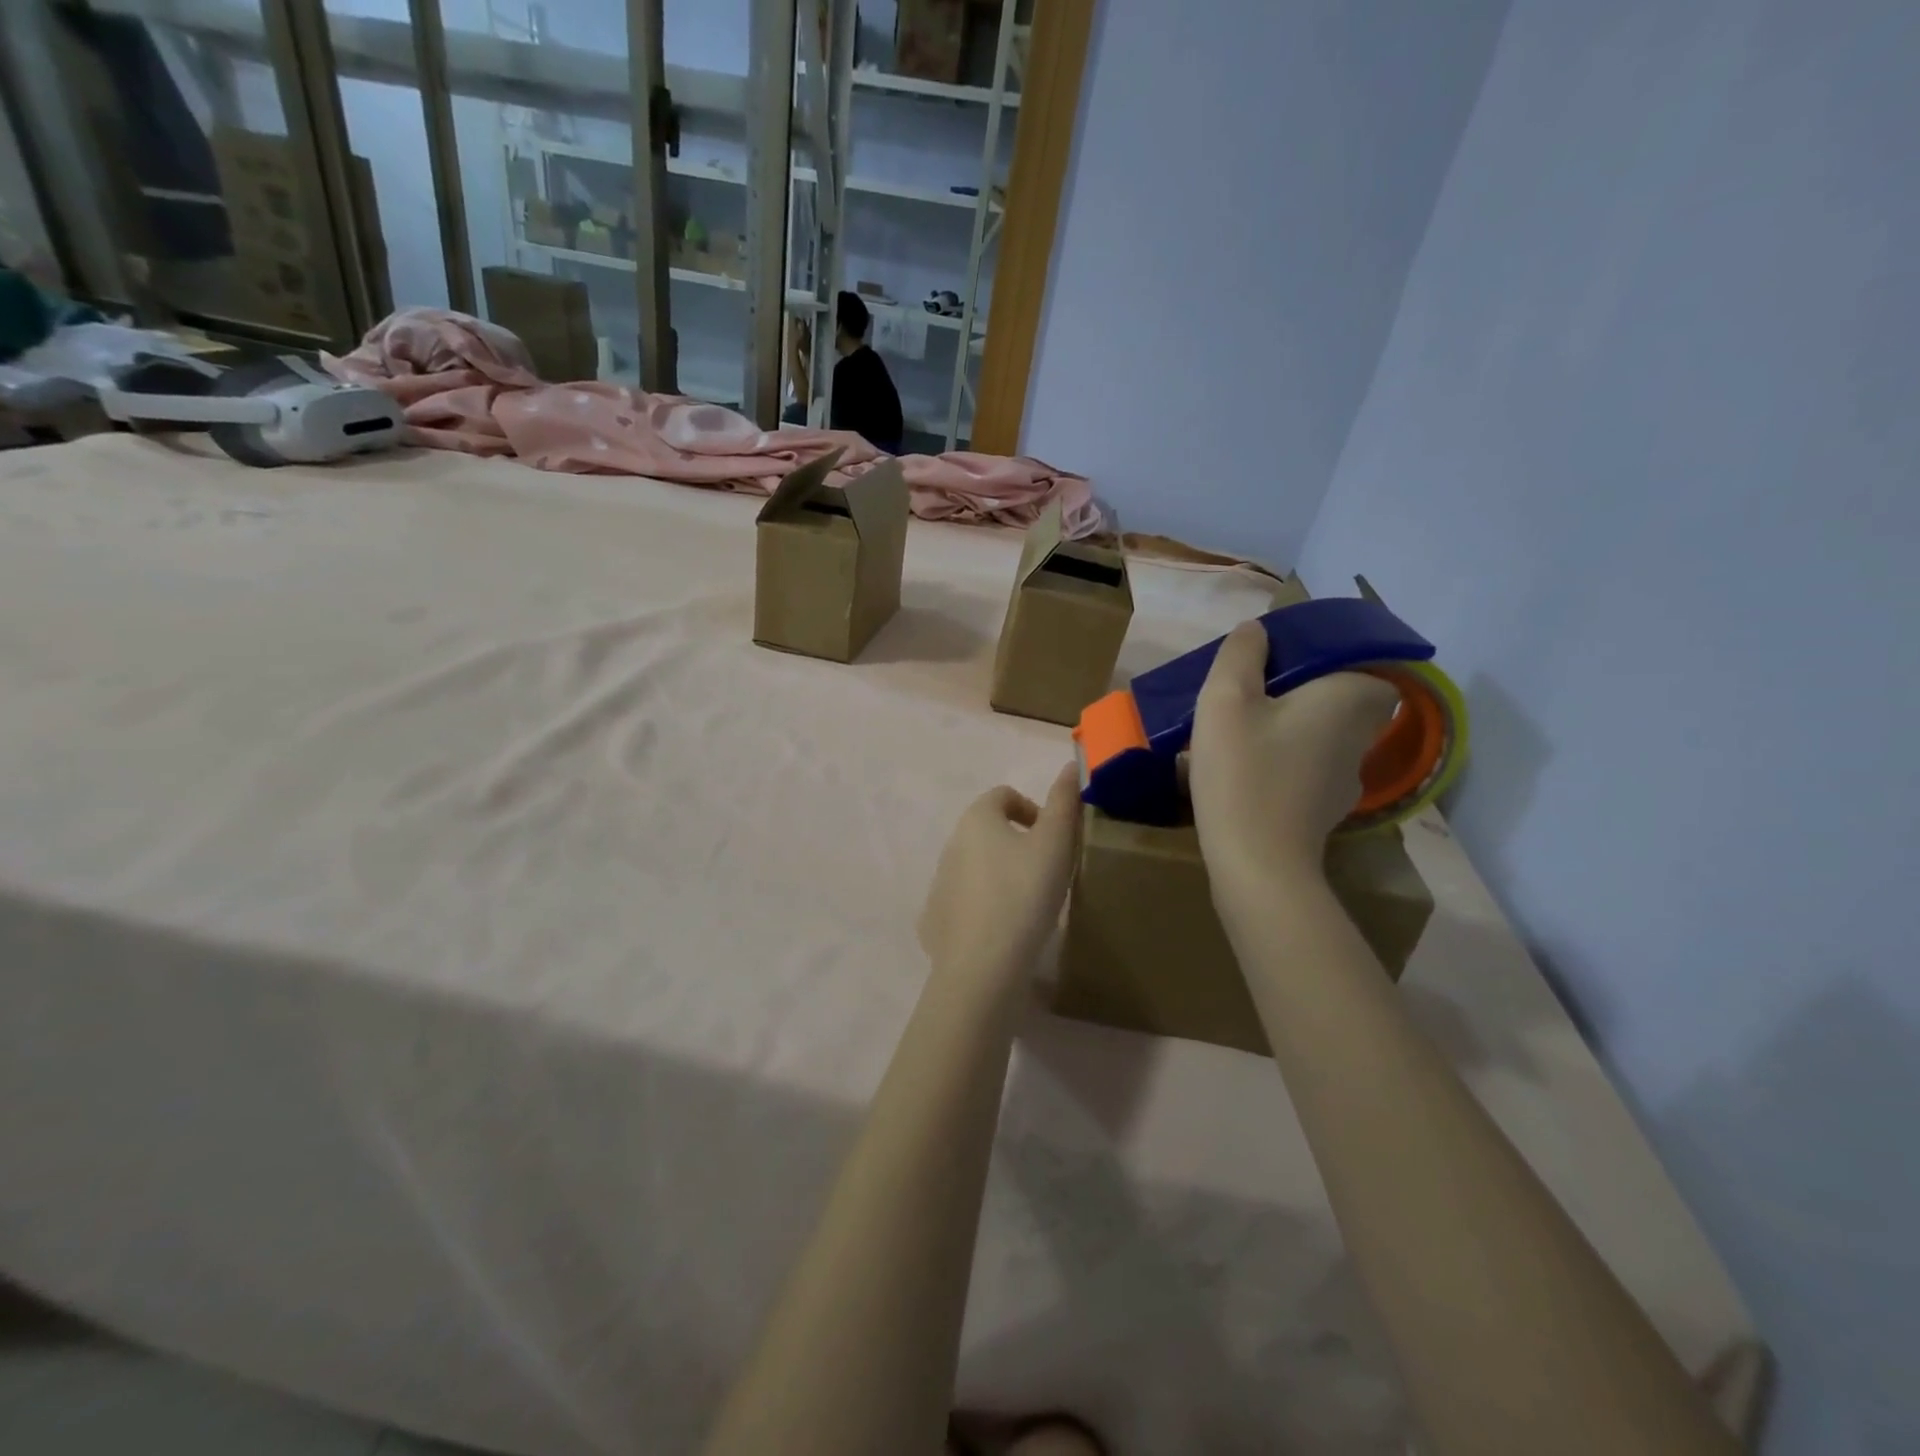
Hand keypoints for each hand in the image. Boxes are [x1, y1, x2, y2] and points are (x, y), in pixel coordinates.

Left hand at [918, 765, 1079, 983]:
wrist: (983, 964)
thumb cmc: (1025, 892)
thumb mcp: (1056, 843)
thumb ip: (1064, 801)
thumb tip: (1071, 767)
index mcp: (977, 819)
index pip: (1004, 795)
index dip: (1033, 809)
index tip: (1055, 838)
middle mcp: (951, 843)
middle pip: (988, 830)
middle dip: (1017, 842)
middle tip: (1046, 871)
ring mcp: (938, 883)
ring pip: (975, 866)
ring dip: (1000, 873)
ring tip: (1028, 903)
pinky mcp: (935, 919)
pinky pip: (963, 902)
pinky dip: (983, 907)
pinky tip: (1004, 931)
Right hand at [1189, 621, 1400, 890]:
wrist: (1257, 865)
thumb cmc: (1244, 772)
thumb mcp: (1226, 699)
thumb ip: (1241, 655)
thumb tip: (1257, 631)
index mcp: (1351, 697)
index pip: (1363, 656)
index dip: (1324, 650)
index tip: (1278, 658)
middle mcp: (1362, 734)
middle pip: (1341, 693)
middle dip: (1302, 686)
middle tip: (1253, 689)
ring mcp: (1349, 776)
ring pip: (1325, 730)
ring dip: (1291, 723)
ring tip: (1240, 728)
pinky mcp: (1328, 807)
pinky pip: (1310, 763)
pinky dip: (1285, 757)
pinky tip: (1246, 768)